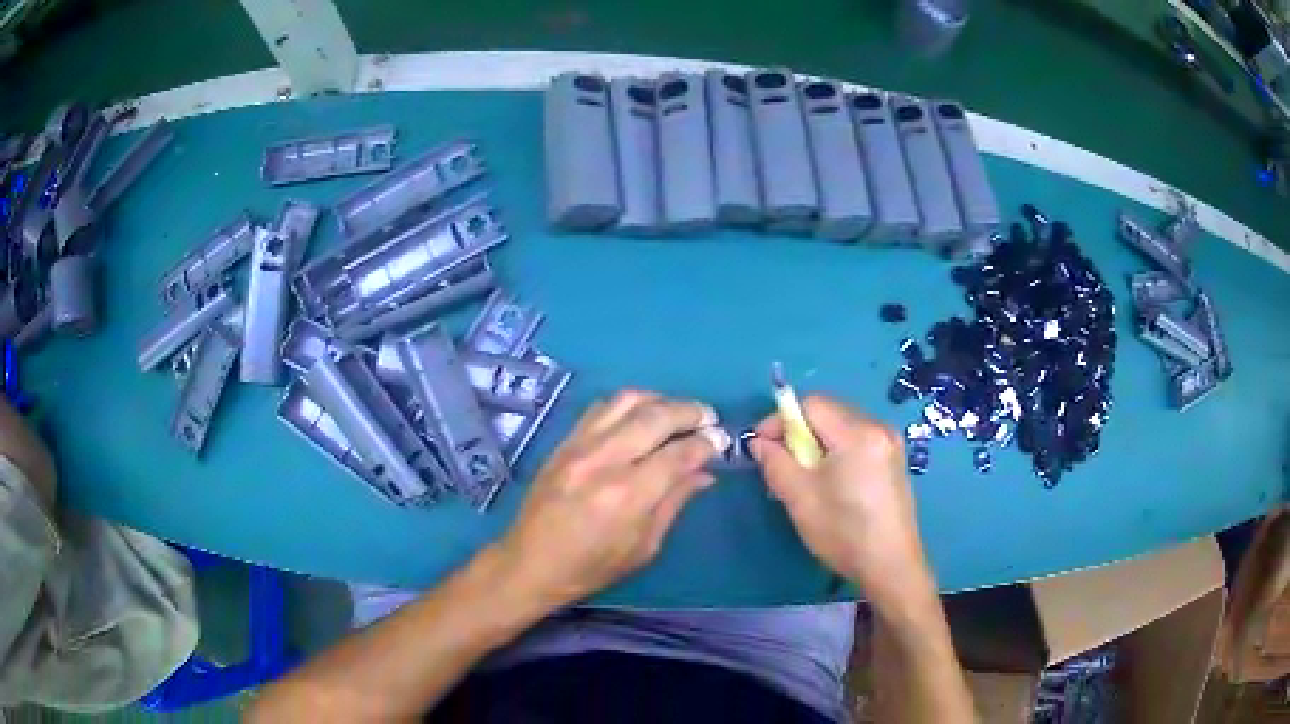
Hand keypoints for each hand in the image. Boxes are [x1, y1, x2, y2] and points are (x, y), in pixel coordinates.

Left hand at [495, 390, 728, 607]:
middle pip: (656, 416)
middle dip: (690, 411)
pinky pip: (601, 407)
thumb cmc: (592, 567)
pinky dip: (628, 404)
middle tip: (708, 418)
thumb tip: (705, 472)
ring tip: (676, 413)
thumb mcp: (644, 546)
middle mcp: (604, 460)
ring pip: (627, 400)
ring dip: (660, 400)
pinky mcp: (564, 441)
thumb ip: (675, 502)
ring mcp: (580, 445)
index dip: (707, 443)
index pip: (679, 453)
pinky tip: (640, 416)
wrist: (531, 562)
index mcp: (628, 495)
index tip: (721, 440)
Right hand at [750, 396, 933, 611]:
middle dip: (799, 431)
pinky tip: (832, 482)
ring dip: (817, 442)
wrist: (891, 566)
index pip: (811, 404)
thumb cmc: (843, 533)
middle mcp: (878, 427)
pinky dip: (837, 451)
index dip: (781, 420)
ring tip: (805, 476)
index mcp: (857, 433)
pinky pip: (857, 440)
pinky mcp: (894, 459)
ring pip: (842, 425)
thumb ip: (775, 462)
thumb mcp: (799, 498)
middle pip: (828, 411)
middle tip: (783, 464)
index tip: (763, 447)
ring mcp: (890, 442)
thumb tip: (761, 441)